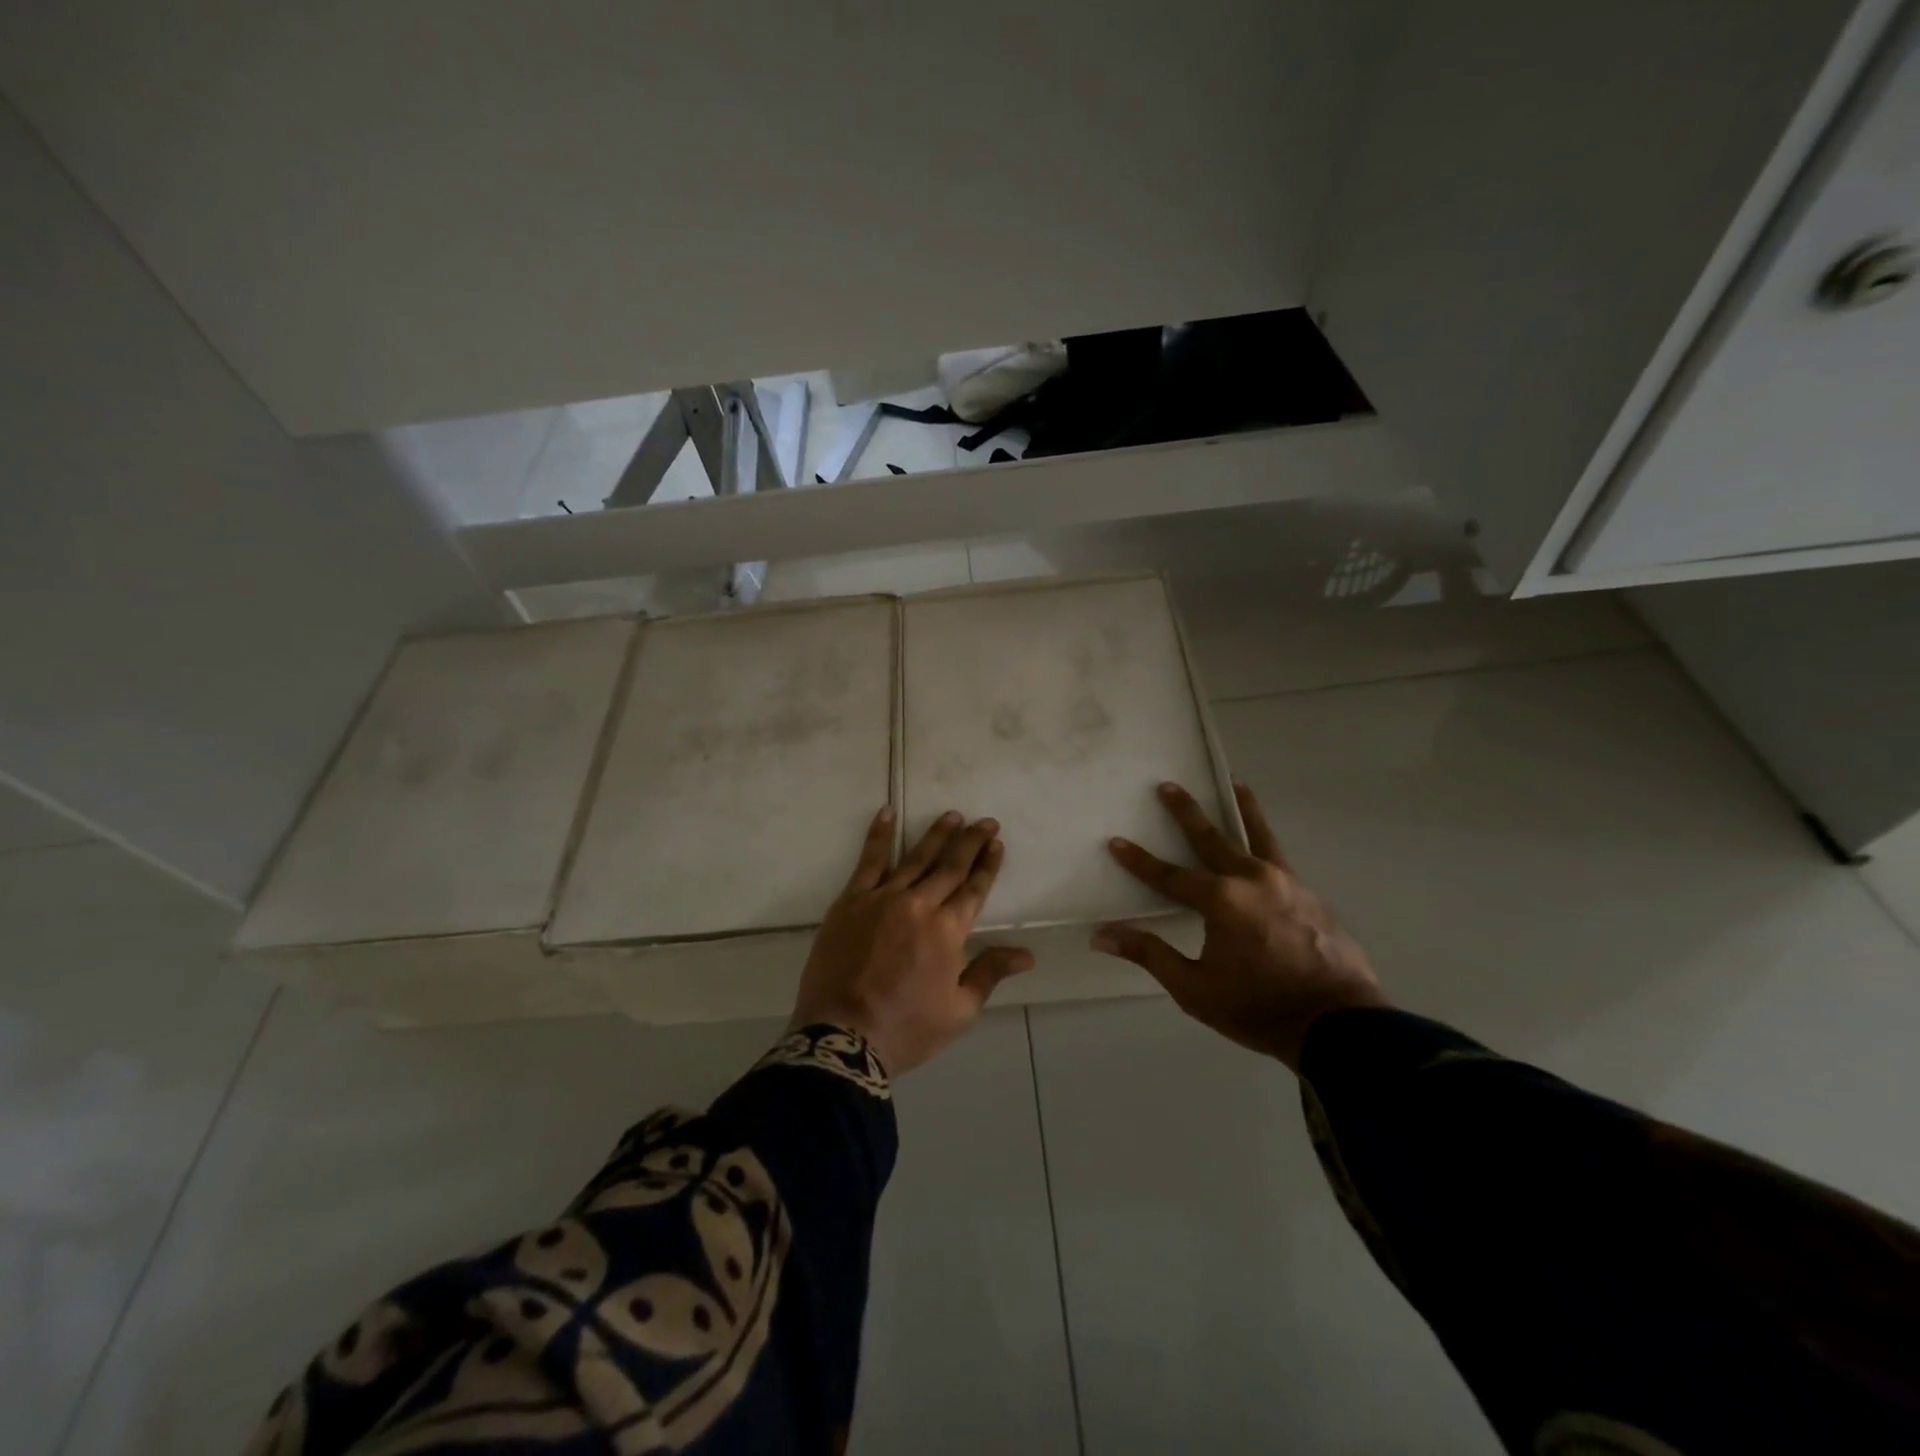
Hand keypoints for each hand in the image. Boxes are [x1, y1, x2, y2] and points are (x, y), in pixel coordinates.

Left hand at [791, 808, 1033, 1075]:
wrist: (842, 1036)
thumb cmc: (906, 1028)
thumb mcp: (958, 1010)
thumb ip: (990, 973)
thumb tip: (1026, 955)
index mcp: (948, 931)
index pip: (974, 889)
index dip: (988, 866)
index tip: (997, 844)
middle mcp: (920, 905)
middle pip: (950, 866)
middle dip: (970, 842)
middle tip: (985, 821)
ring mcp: (883, 898)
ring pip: (915, 857)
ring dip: (936, 835)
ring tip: (952, 816)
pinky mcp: (851, 901)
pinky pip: (869, 861)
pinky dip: (880, 835)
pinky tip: (887, 813)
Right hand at [1091, 781, 1386, 1070]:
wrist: (1338, 1024)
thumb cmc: (1258, 1008)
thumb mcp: (1194, 988)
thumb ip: (1150, 954)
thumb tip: (1101, 936)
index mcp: (1221, 900)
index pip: (1169, 875)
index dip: (1139, 861)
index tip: (1116, 842)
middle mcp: (1252, 879)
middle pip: (1212, 837)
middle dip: (1186, 812)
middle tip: (1168, 786)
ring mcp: (1285, 882)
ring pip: (1258, 835)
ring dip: (1242, 808)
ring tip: (1235, 783)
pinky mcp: (1308, 894)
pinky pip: (1279, 857)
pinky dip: (1266, 839)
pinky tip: (1262, 843)